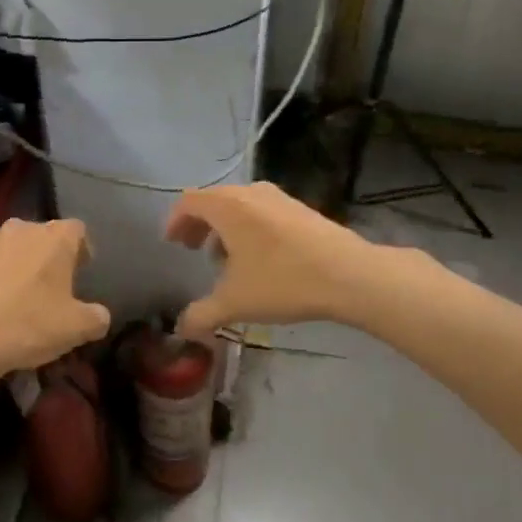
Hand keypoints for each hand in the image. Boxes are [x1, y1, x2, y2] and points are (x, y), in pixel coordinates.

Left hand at [0, 218, 111, 384]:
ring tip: (11, 296)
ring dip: (13, 264)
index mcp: (54, 239)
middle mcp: (19, 229)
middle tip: (47, 287)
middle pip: (40, 235)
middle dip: (45, 256)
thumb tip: (99, 316)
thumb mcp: (76, 329)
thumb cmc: (28, 326)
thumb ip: (96, 318)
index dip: (82, 249)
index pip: (77, 230)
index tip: (80, 272)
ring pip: (6, 247)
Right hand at [165, 182, 383, 340]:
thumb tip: (180, 328)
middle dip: (199, 225)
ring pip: (240, 206)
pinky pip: (262, 212)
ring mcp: (280, 198)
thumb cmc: (282, 281)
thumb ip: (201, 315)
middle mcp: (250, 193)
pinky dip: (249, 229)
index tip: (172, 243)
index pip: (189, 202)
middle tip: (193, 250)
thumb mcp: (234, 303)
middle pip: (214, 201)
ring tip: (225, 260)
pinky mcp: (302, 209)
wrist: (349, 274)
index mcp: (227, 206)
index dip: (175, 221)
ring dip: (225, 228)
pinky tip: (259, 260)